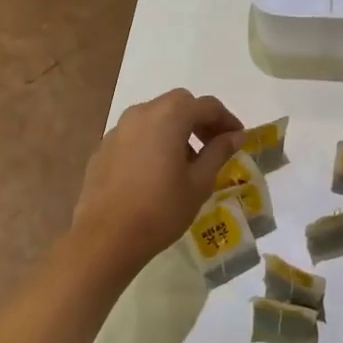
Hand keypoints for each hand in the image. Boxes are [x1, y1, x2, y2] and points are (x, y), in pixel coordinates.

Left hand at [72, 89, 243, 276]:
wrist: (106, 238)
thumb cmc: (161, 210)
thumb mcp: (199, 183)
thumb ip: (219, 152)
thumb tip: (236, 135)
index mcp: (169, 116)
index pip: (207, 106)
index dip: (227, 120)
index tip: (238, 139)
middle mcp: (141, 113)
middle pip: (178, 104)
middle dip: (200, 119)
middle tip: (214, 145)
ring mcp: (118, 130)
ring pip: (154, 116)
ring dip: (175, 129)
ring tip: (186, 161)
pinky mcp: (103, 149)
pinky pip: (135, 135)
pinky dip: (153, 142)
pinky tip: (156, 172)